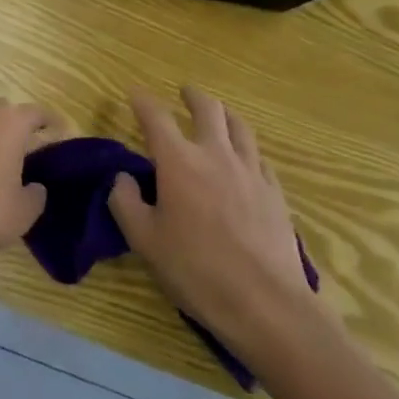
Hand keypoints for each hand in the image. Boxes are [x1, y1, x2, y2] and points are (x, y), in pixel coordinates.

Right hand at [108, 88, 317, 362]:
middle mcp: (215, 155)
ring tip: (218, 114)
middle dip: (193, 96)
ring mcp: (250, 172)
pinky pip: (259, 158)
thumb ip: (125, 202)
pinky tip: (245, 160)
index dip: (142, 101)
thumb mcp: (144, 241)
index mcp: (178, 161)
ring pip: (239, 127)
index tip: (134, 93)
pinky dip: (247, 149)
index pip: (156, 117)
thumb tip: (123, 179)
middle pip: (207, 109)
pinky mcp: (275, 194)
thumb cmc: (197, 271)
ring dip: (224, 114)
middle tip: (184, 92)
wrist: (268, 306)